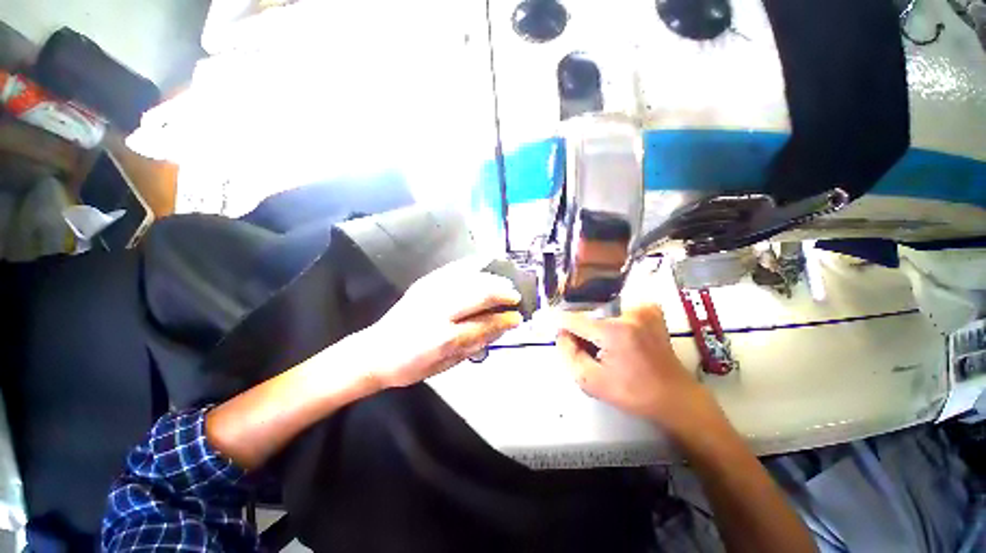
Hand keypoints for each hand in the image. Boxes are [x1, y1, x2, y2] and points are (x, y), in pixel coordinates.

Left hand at [363, 258, 523, 388]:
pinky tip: (484, 266)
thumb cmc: (412, 366)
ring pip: (470, 277)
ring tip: (504, 283)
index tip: (518, 317)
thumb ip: (477, 343)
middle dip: (503, 292)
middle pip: (480, 293)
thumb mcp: (447, 364)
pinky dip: (474, 267)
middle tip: (516, 296)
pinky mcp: (424, 282)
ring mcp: (430, 291)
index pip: (484, 324)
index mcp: (444, 337)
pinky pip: (455, 269)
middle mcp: (438, 309)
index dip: (505, 320)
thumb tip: (503, 326)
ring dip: (492, 278)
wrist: (376, 351)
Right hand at [557, 304, 722, 436]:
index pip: (574, 319)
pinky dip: (611, 323)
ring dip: (595, 327)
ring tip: (604, 348)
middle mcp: (629, 313)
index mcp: (614, 331)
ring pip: (602, 313)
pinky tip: (619, 340)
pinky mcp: (650, 310)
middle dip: (580, 330)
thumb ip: (569, 354)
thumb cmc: (633, 393)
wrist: (674, 397)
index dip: (556, 320)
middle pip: (588, 315)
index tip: (542, 318)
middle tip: (585, 349)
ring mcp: (642, 309)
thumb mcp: (591, 382)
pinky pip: (618, 311)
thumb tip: (562, 333)